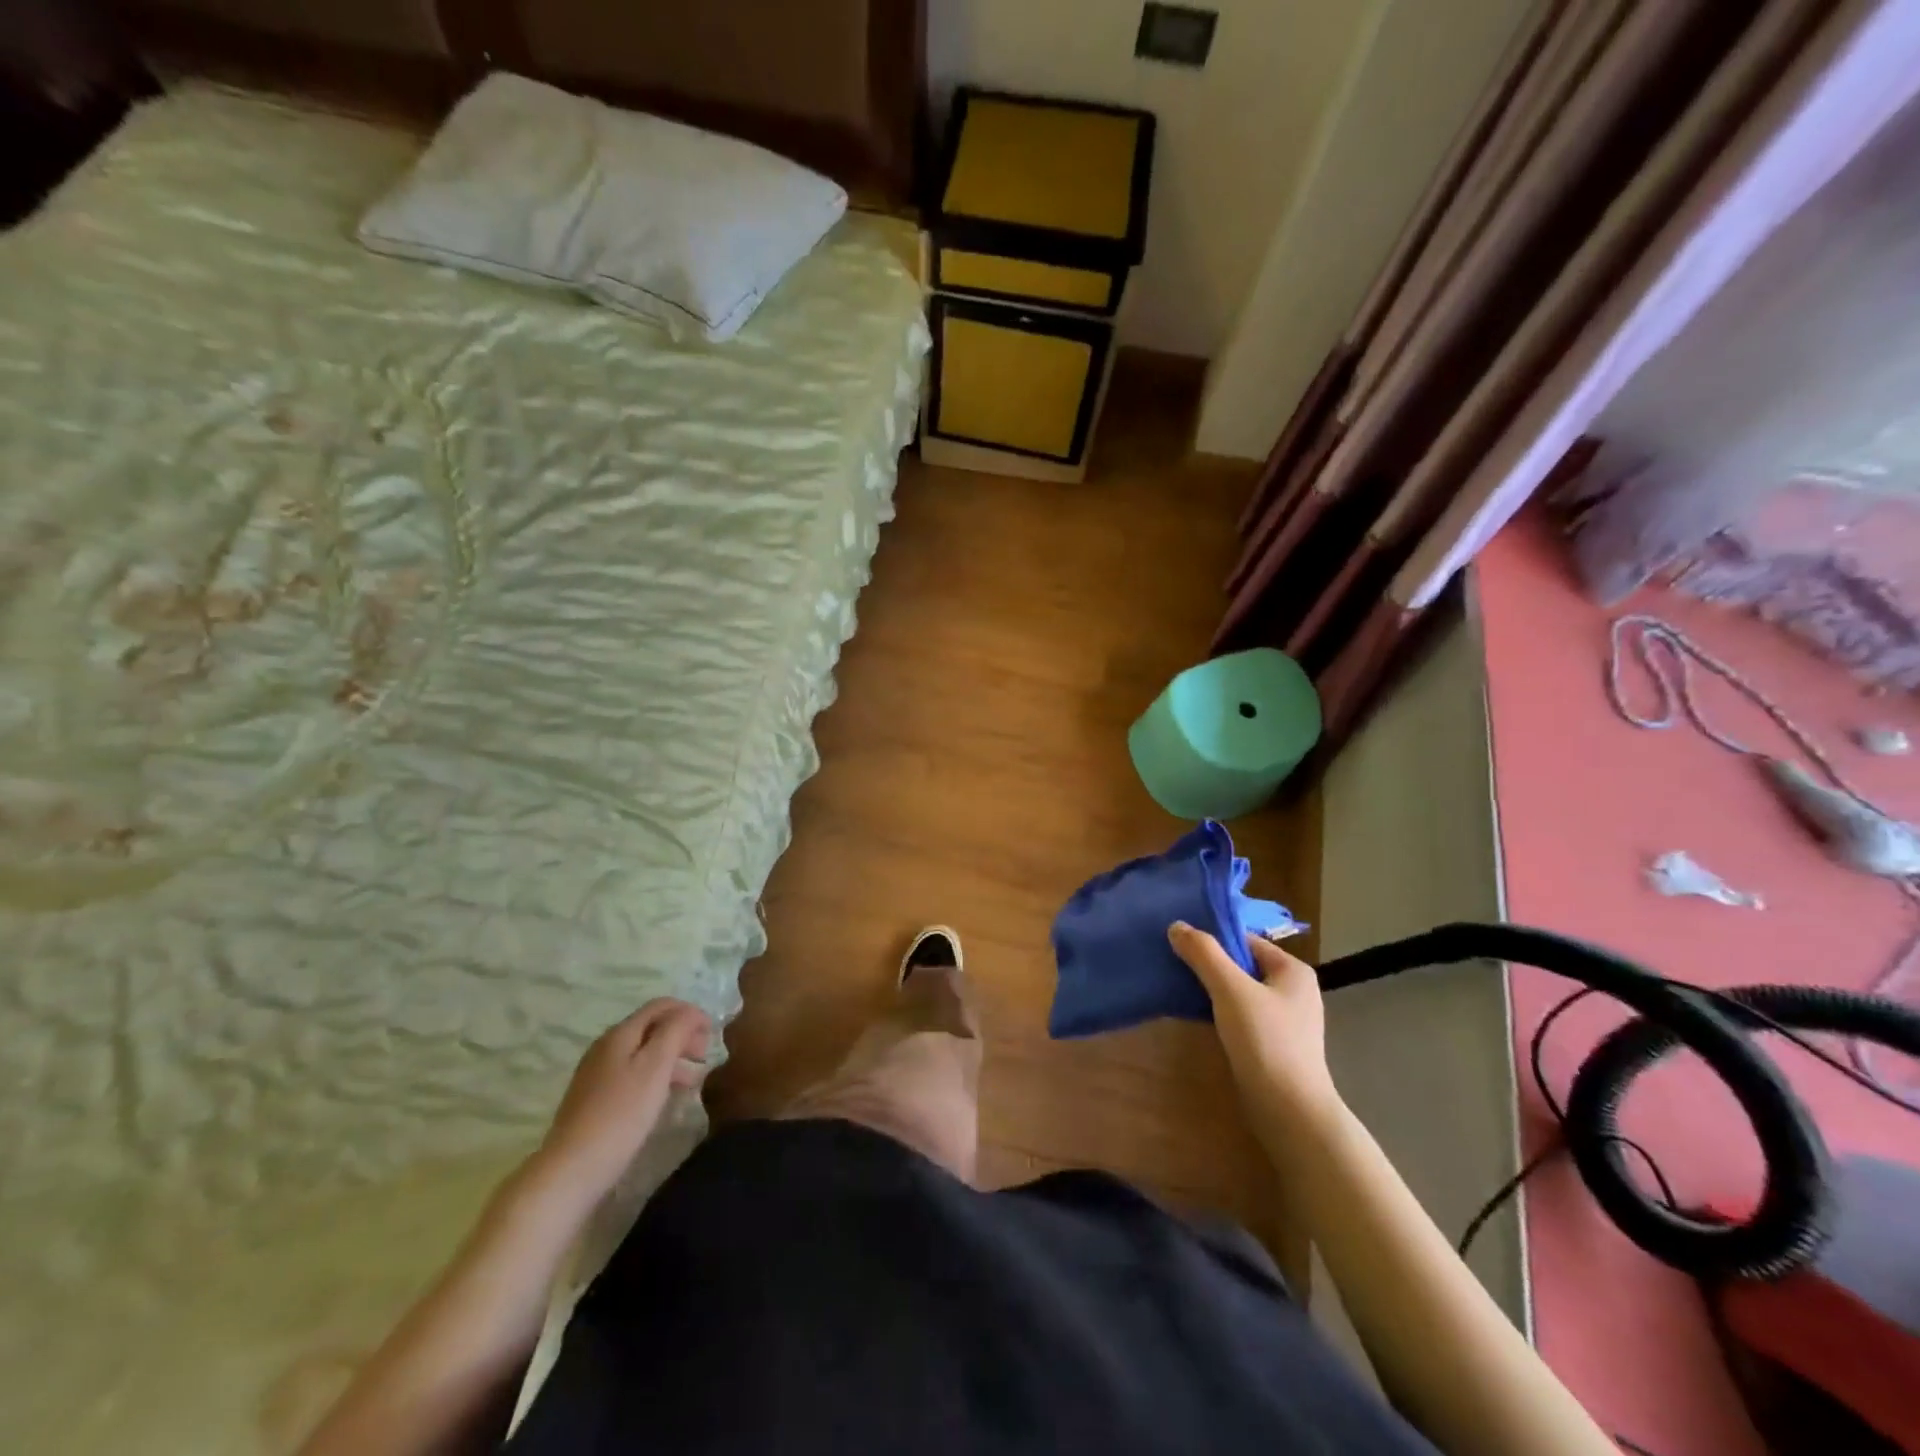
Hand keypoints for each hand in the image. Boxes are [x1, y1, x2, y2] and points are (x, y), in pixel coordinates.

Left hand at [529, 999, 710, 1205]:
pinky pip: (632, 1074)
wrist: (571, 1169)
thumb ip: (676, 1031)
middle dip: (682, 1035)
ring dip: (672, 1058)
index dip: (689, 1012)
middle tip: (704, 1056)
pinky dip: (655, 1077)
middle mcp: (605, 1046)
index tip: (712, 1032)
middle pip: (651, 1027)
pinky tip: (664, 1096)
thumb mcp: (656, 1066)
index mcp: (620, 1033)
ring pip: (642, 1053)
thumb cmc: (621, 1113)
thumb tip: (690, 1012)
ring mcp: (596, 1074)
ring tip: (693, 1080)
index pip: (661, 1006)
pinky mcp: (593, 1099)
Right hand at [1168, 923, 1340, 1129]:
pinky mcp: (1272, 1045)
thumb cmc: (1266, 1041)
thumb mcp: (1230, 989)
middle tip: (1173, 962)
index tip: (1179, 942)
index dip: (1213, 939)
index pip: (1246, 940)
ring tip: (1177, 986)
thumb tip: (1176, 926)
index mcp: (1292, 970)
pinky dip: (1218, 1011)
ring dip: (1211, 989)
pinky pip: (1240, 1015)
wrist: (1290, 1112)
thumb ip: (1204, 954)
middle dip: (1209, 964)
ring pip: (1239, 992)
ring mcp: (1284, 1020)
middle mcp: (1293, 990)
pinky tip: (1194, 1015)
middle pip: (1241, 965)